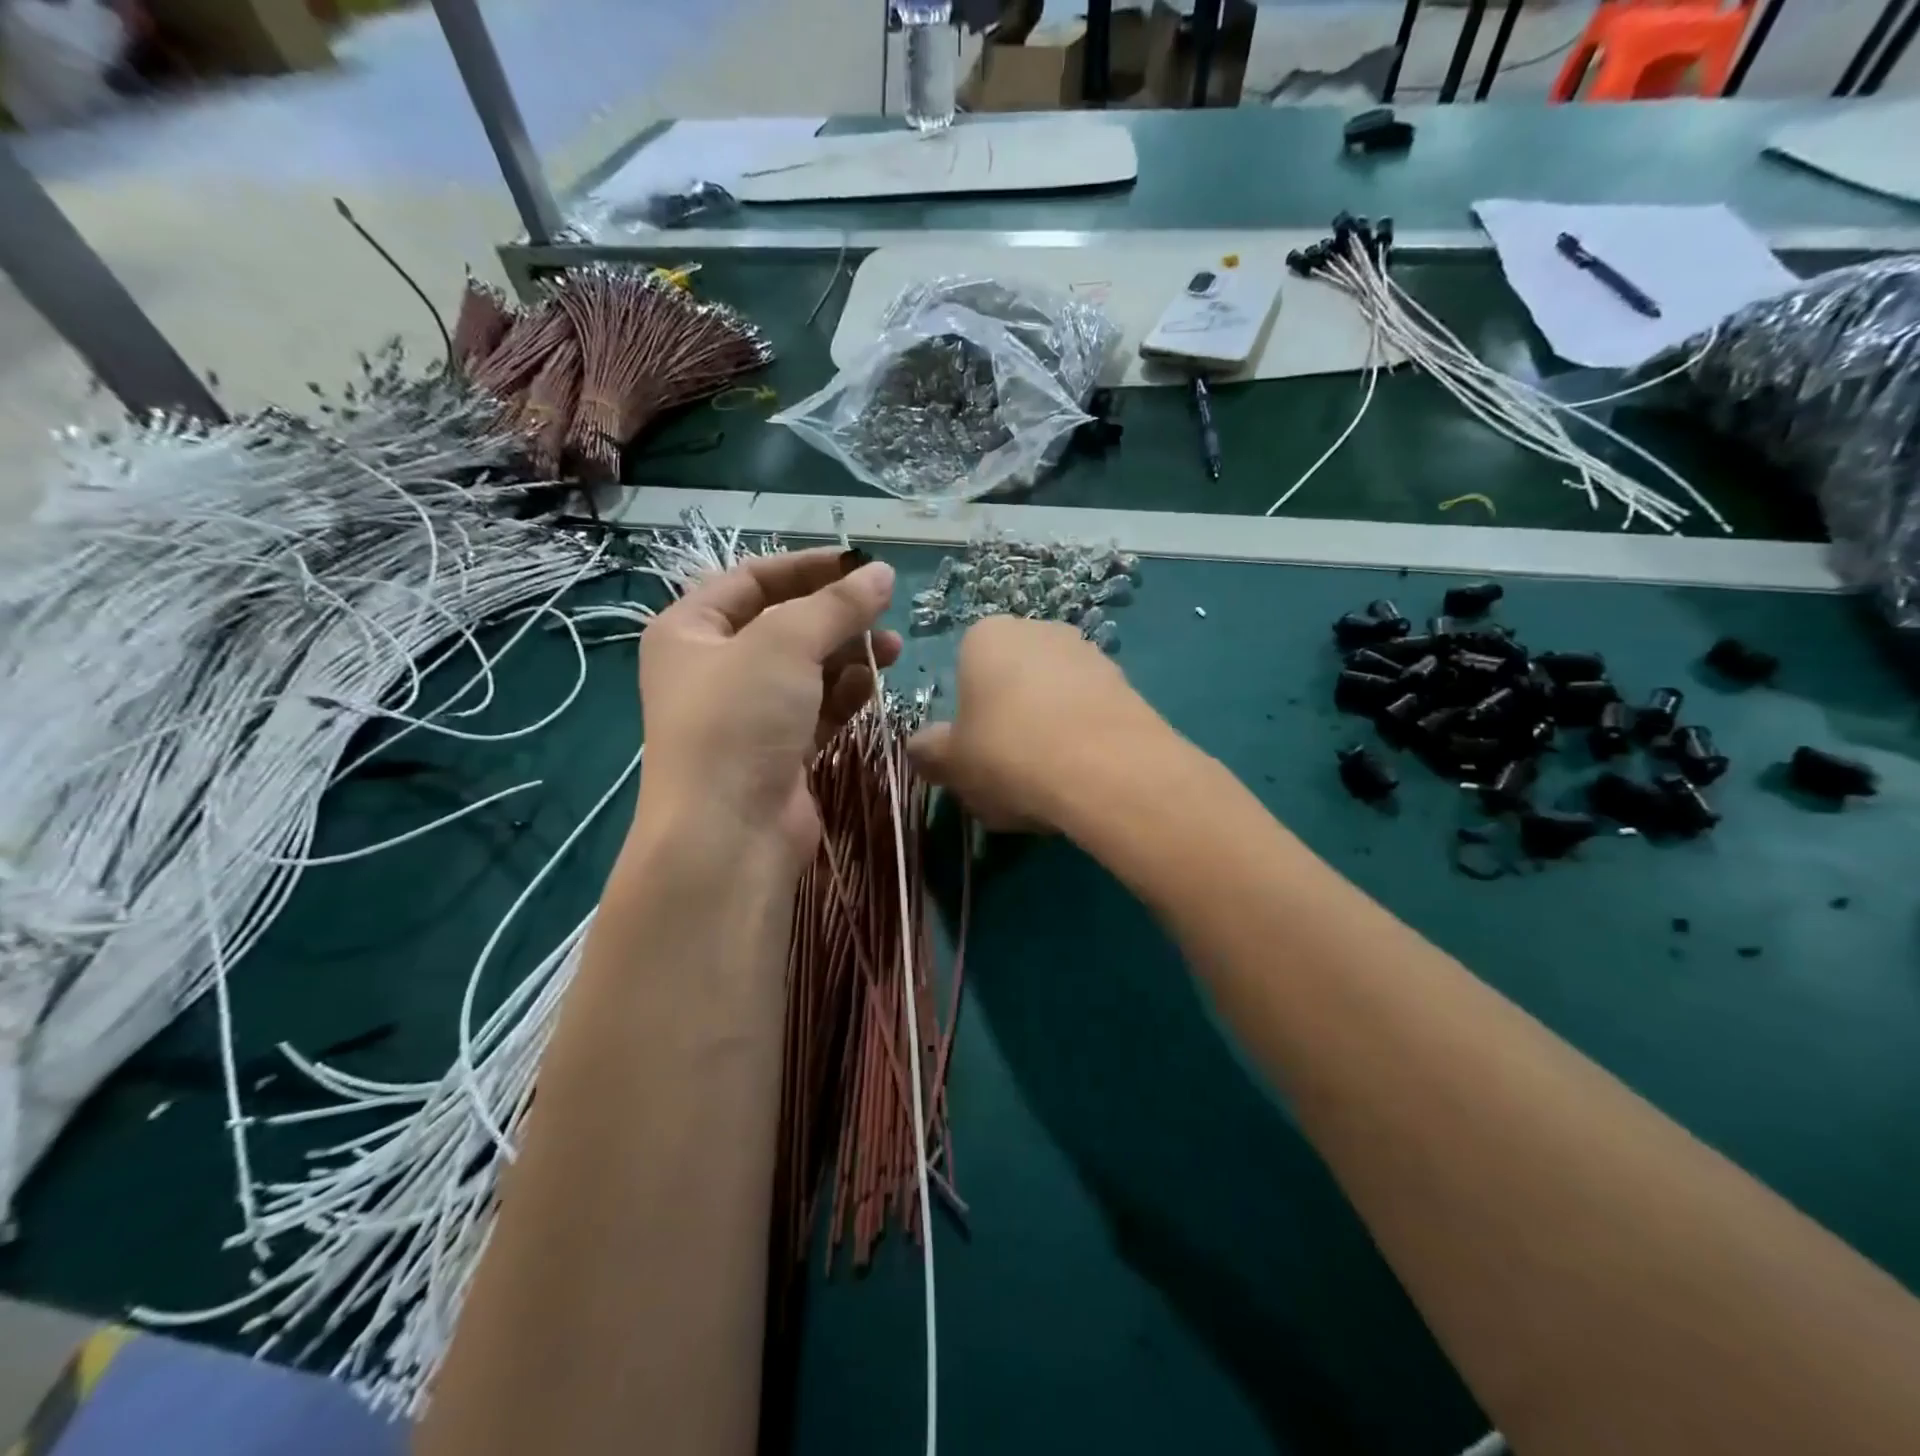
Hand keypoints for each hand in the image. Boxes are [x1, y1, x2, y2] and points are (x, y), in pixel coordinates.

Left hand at [636, 548, 900, 863]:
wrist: (729, 834)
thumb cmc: (740, 720)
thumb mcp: (785, 644)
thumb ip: (837, 605)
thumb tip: (883, 573)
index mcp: (690, 631)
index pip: (752, 579)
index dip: (807, 567)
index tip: (860, 565)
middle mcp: (713, 669)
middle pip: (783, 624)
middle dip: (836, 616)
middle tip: (885, 611)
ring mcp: (746, 714)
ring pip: (805, 669)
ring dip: (849, 654)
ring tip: (893, 649)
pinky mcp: (778, 751)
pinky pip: (817, 708)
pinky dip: (845, 694)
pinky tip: (875, 684)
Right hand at [907, 616, 1166, 832]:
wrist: (1108, 770)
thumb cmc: (1009, 753)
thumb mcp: (950, 763)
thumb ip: (928, 752)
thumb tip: (922, 748)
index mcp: (986, 636)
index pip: (964, 670)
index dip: (966, 718)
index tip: (974, 755)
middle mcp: (1038, 630)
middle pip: (1011, 683)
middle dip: (1008, 722)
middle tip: (1008, 772)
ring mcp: (1087, 652)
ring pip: (1052, 700)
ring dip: (1046, 733)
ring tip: (1048, 783)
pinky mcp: (1126, 682)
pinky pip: (1087, 714)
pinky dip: (1081, 741)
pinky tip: (1081, 778)